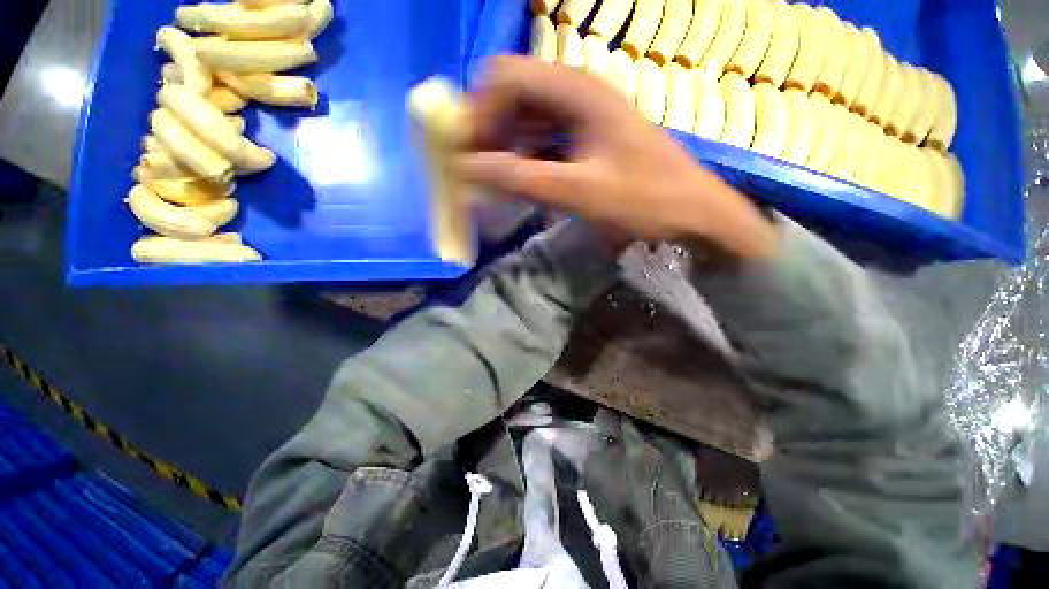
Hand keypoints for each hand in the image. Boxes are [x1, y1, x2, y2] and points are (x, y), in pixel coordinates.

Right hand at [456, 56, 777, 260]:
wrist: (691, 211)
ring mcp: (582, 117)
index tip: (468, 152)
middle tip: (476, 170)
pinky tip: (520, 182)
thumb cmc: (644, 198)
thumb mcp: (580, 191)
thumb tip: (468, 169)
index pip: (505, 78)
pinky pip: (543, 141)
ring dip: (505, 147)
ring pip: (527, 121)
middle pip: (513, 97)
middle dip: (488, 131)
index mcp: (576, 91)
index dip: (479, 110)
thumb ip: (521, 179)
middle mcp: (576, 94)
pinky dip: (525, 159)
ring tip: (493, 182)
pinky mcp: (586, 140)